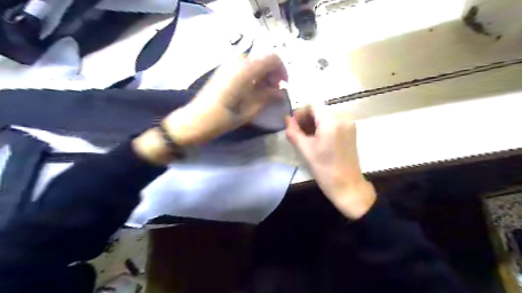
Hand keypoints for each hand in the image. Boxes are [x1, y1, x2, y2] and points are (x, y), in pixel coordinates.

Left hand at [162, 52, 286, 145]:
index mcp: (245, 70)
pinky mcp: (222, 71)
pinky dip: (252, 76)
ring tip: (263, 94)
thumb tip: (281, 91)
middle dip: (272, 74)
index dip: (282, 70)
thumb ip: (267, 97)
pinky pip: (243, 68)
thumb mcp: (249, 110)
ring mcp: (228, 65)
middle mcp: (237, 62)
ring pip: (253, 64)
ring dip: (262, 76)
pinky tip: (250, 92)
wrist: (195, 120)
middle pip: (262, 60)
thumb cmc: (223, 118)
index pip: (272, 58)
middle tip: (273, 92)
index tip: (284, 86)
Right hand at [285, 106, 374, 217]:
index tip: (293, 125)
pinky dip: (324, 126)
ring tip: (306, 136)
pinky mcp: (351, 131)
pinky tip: (318, 139)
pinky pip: (335, 121)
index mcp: (331, 121)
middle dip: (307, 118)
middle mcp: (343, 118)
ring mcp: (349, 124)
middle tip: (297, 132)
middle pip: (320, 109)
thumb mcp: (305, 150)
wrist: (347, 185)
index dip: (300, 113)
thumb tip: (287, 119)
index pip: (312, 106)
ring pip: (327, 115)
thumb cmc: (324, 169)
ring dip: (315, 122)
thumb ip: (293, 132)